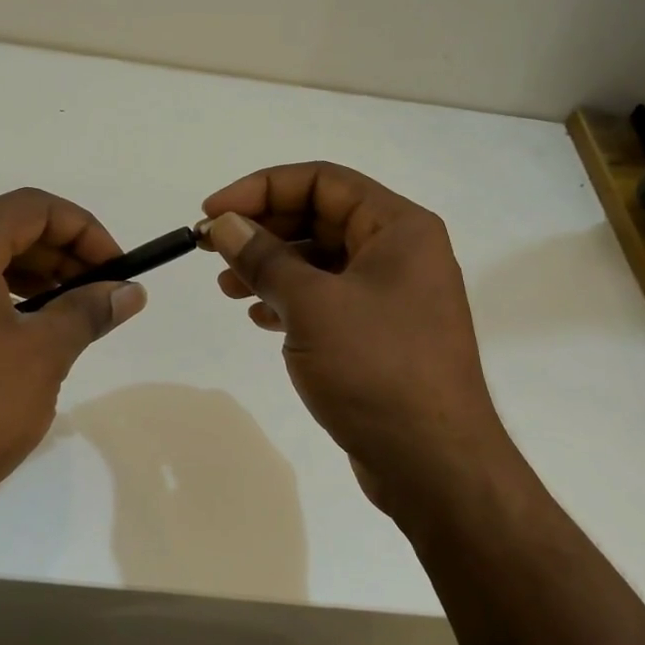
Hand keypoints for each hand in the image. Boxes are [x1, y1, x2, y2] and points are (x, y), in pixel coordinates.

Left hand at [0, 188, 147, 530]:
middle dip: (57, 254)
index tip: (114, 267)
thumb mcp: (43, 357)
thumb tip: (129, 291)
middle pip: (0, 229)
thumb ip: (88, 311)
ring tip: (63, 313)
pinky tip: (14, 333)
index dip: (83, 230)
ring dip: (25, 276)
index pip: (31, 208)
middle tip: (97, 292)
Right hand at [201, 162, 506, 517]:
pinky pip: (327, 299)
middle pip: (320, 218)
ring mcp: (392, 295)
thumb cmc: (376, 368)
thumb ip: (264, 258)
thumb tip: (224, 224)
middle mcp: (399, 252)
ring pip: (320, 261)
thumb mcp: (312, 305)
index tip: (213, 214)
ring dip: (271, 267)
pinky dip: (290, 300)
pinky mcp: (380, 334)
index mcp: (398, 227)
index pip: (322, 181)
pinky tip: (259, 316)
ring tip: (227, 287)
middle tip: (211, 249)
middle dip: (263, 230)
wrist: (432, 463)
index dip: (262, 188)